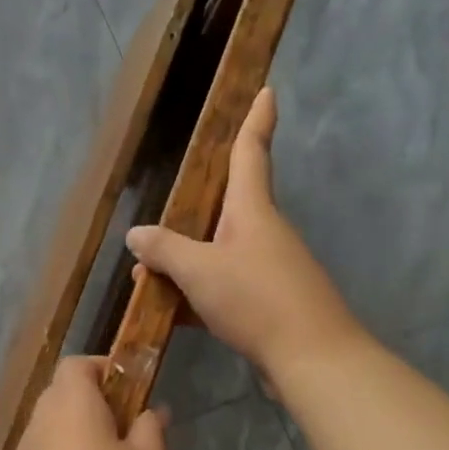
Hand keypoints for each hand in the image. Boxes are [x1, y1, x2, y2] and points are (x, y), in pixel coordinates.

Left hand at [0, 357, 168, 449]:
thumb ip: (151, 430)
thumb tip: (150, 411)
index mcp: (70, 405)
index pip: (77, 364)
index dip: (104, 369)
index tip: (131, 392)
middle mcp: (38, 423)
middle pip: (61, 395)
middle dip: (92, 405)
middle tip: (126, 434)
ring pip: (50, 431)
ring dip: (76, 438)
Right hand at [126, 88, 361, 381]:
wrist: (312, 359)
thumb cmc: (257, 300)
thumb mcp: (200, 271)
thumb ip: (165, 249)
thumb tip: (136, 234)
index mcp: (252, 211)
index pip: (251, 154)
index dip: (256, 121)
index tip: (267, 90)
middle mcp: (264, 233)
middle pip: (224, 209)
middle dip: (190, 213)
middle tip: (157, 224)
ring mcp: (268, 269)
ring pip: (218, 253)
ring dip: (185, 262)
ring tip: (146, 277)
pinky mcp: (268, 303)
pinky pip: (224, 287)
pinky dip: (197, 294)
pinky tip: (170, 312)